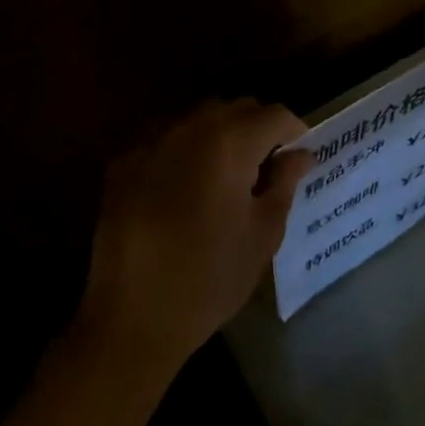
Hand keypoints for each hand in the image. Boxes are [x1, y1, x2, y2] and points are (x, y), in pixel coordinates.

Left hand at [79, 101, 312, 380]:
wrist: (132, 318)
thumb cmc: (210, 279)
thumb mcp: (262, 234)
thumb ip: (285, 183)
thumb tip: (301, 154)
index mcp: (230, 144)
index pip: (274, 115)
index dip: (294, 130)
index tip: (300, 153)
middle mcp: (189, 128)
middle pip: (235, 107)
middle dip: (257, 126)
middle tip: (267, 162)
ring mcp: (151, 140)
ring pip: (197, 116)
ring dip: (219, 131)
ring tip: (226, 169)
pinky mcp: (123, 160)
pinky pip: (164, 134)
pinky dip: (183, 144)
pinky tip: (185, 180)